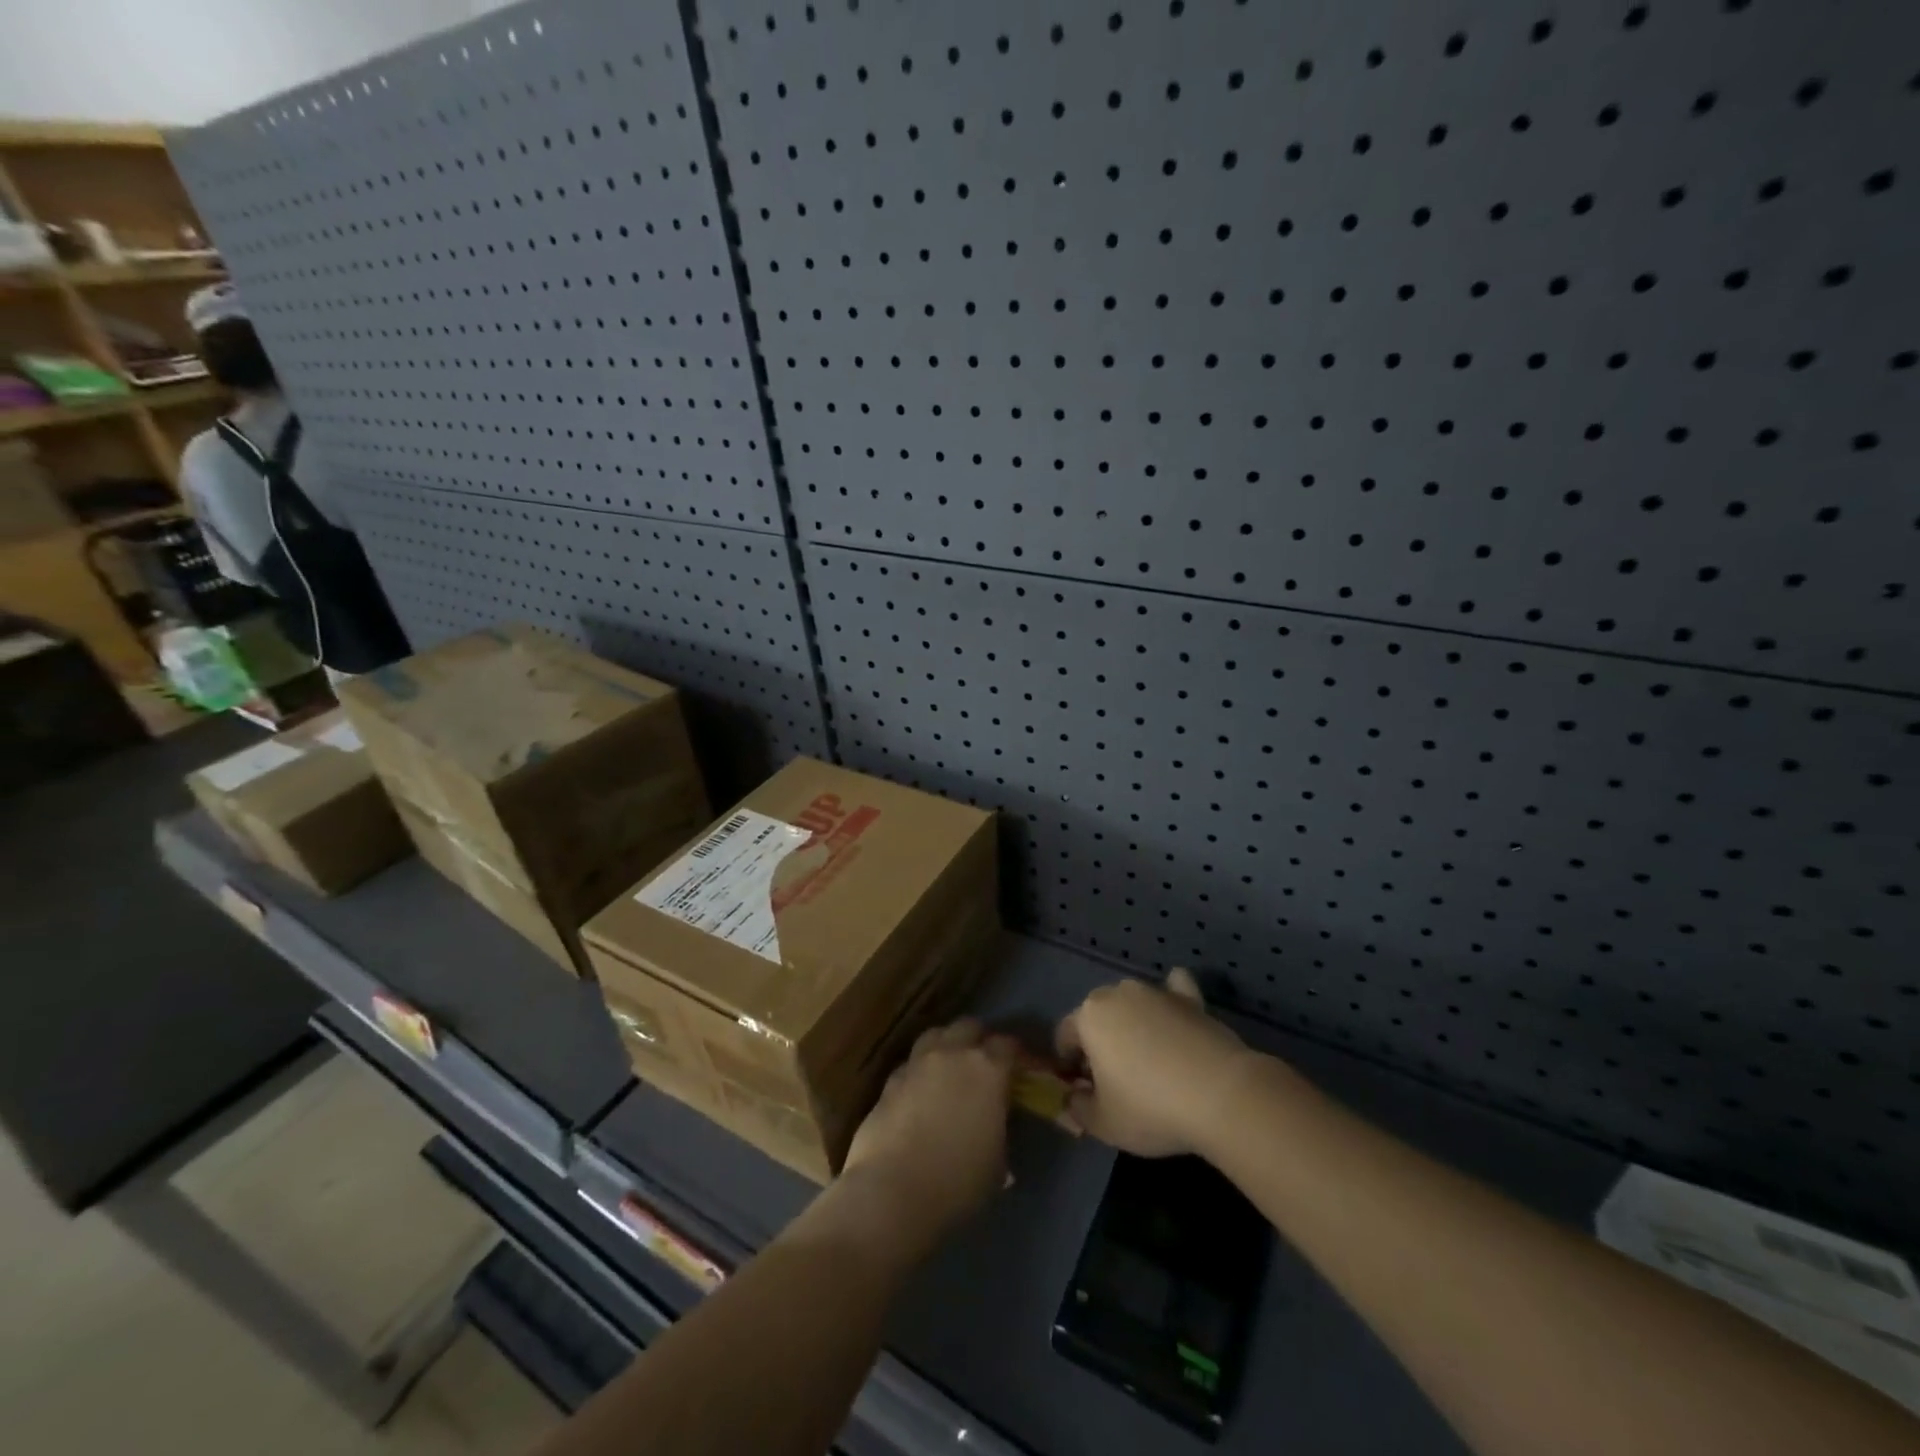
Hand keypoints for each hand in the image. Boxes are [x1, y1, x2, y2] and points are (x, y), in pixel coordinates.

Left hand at [834, 1018, 1016, 1261]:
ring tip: (950, 1069)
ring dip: (947, 1045)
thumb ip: (999, 1129)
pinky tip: (920, 1093)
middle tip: (984, 1064)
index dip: (1016, 1055)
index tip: (1020, 1069)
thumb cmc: (957, 1182)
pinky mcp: (890, 1080)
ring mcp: (917, 1063)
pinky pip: (910, 1063)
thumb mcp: (997, 1162)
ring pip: (936, 1035)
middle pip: (969, 1027)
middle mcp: (952, 1054)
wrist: (892, 1191)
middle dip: (979, 1040)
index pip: (1008, 1044)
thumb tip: (994, 1124)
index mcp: (987, 1069)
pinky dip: (920, 1071)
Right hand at [1055, 969, 1257, 1156]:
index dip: (1068, 1066)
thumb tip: (1074, 1097)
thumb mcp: (1102, 1123)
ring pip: (1132, 1004)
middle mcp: (1117, 993)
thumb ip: (1077, 1108)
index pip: (1064, 1036)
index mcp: (1088, 1016)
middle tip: (1113, 1081)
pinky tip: (1175, 1017)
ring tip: (1148, 1062)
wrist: (1220, 1094)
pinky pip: (1173, 990)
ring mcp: (1156, 991)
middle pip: (1097, 1016)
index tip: (1083, 1092)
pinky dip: (1170, 1000)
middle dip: (1098, 1043)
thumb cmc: (1149, 1107)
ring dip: (1132, 1025)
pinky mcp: (1190, 998)